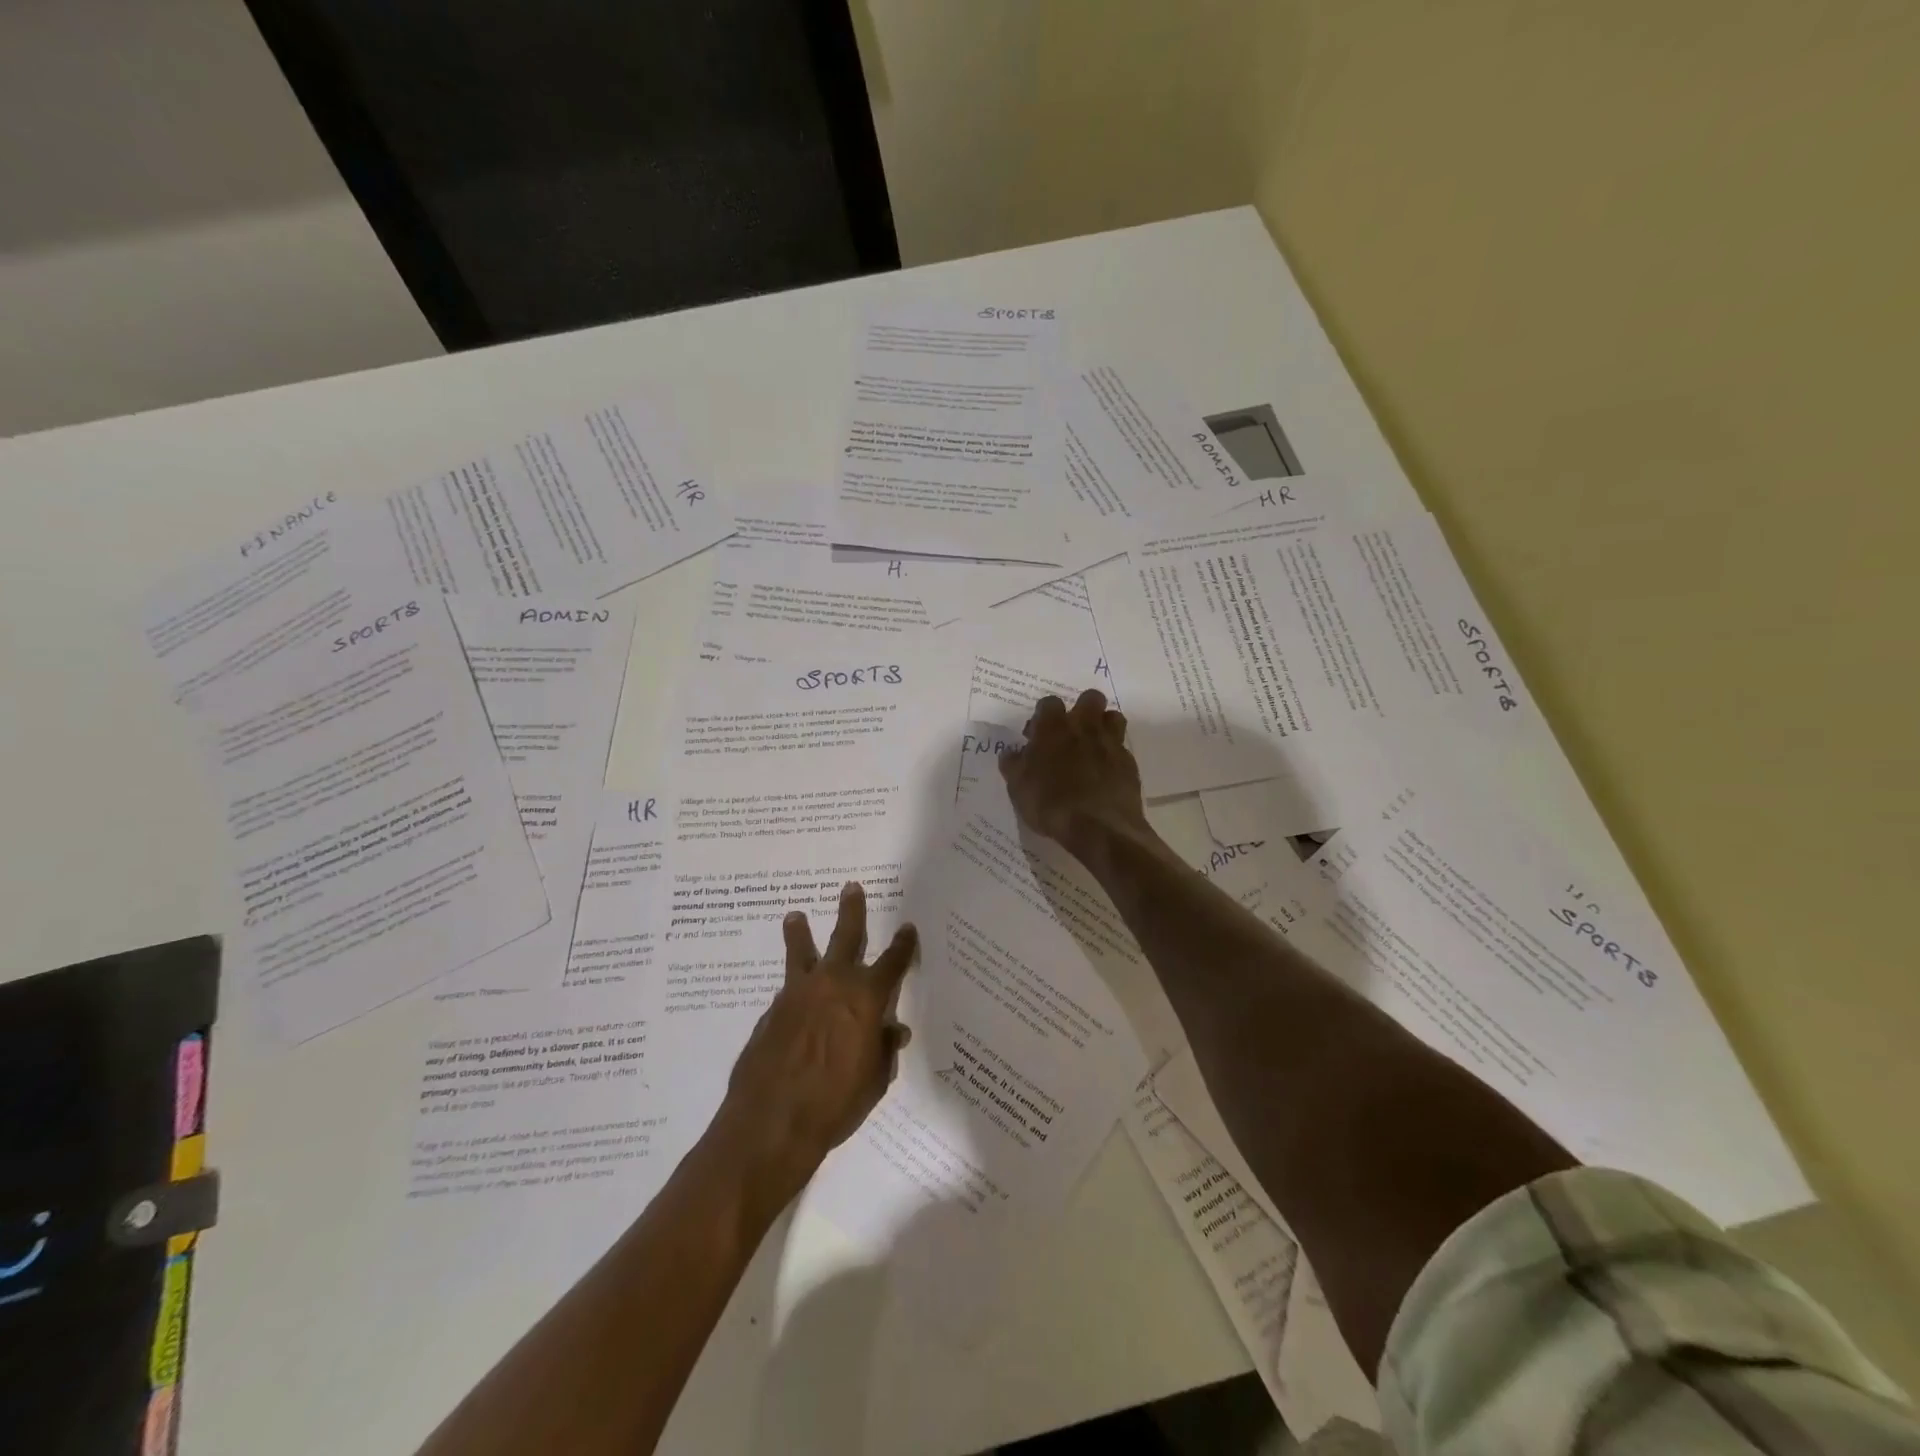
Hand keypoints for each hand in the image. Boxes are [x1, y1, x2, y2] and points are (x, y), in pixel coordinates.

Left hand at [711, 881, 915, 1208]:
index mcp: (866, 998)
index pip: (892, 963)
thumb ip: (883, 1048)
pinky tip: (789, 992)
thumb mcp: (874, 1079)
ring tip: (794, 915)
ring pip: (801, 952)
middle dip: (852, 911)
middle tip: (851, 887)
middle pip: (846, 937)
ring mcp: (798, 994)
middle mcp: (833, 985)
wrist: (772, 1121)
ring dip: (800, 933)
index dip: (903, 945)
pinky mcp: (771, 1011)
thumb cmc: (836, 1103)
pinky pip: (786, 988)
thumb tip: (893, 1029)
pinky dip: (791, 984)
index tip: (907, 928)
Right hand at [998, 689, 1148, 856]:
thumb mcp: (1019, 787)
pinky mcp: (1129, 763)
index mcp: (1054, 728)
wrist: (1099, 827)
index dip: (1042, 716)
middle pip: (1090, 699)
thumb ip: (1014, 765)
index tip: (1036, 735)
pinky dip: (1114, 756)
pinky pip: (1122, 749)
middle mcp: (1085, 727)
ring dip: (1103, 727)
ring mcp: (1111, 743)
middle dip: (1081, 710)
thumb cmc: (1051, 803)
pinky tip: (1105, 774)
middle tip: (1070, 734)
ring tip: (1092, 748)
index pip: (1049, 703)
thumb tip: (1011, 753)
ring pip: (1113, 717)